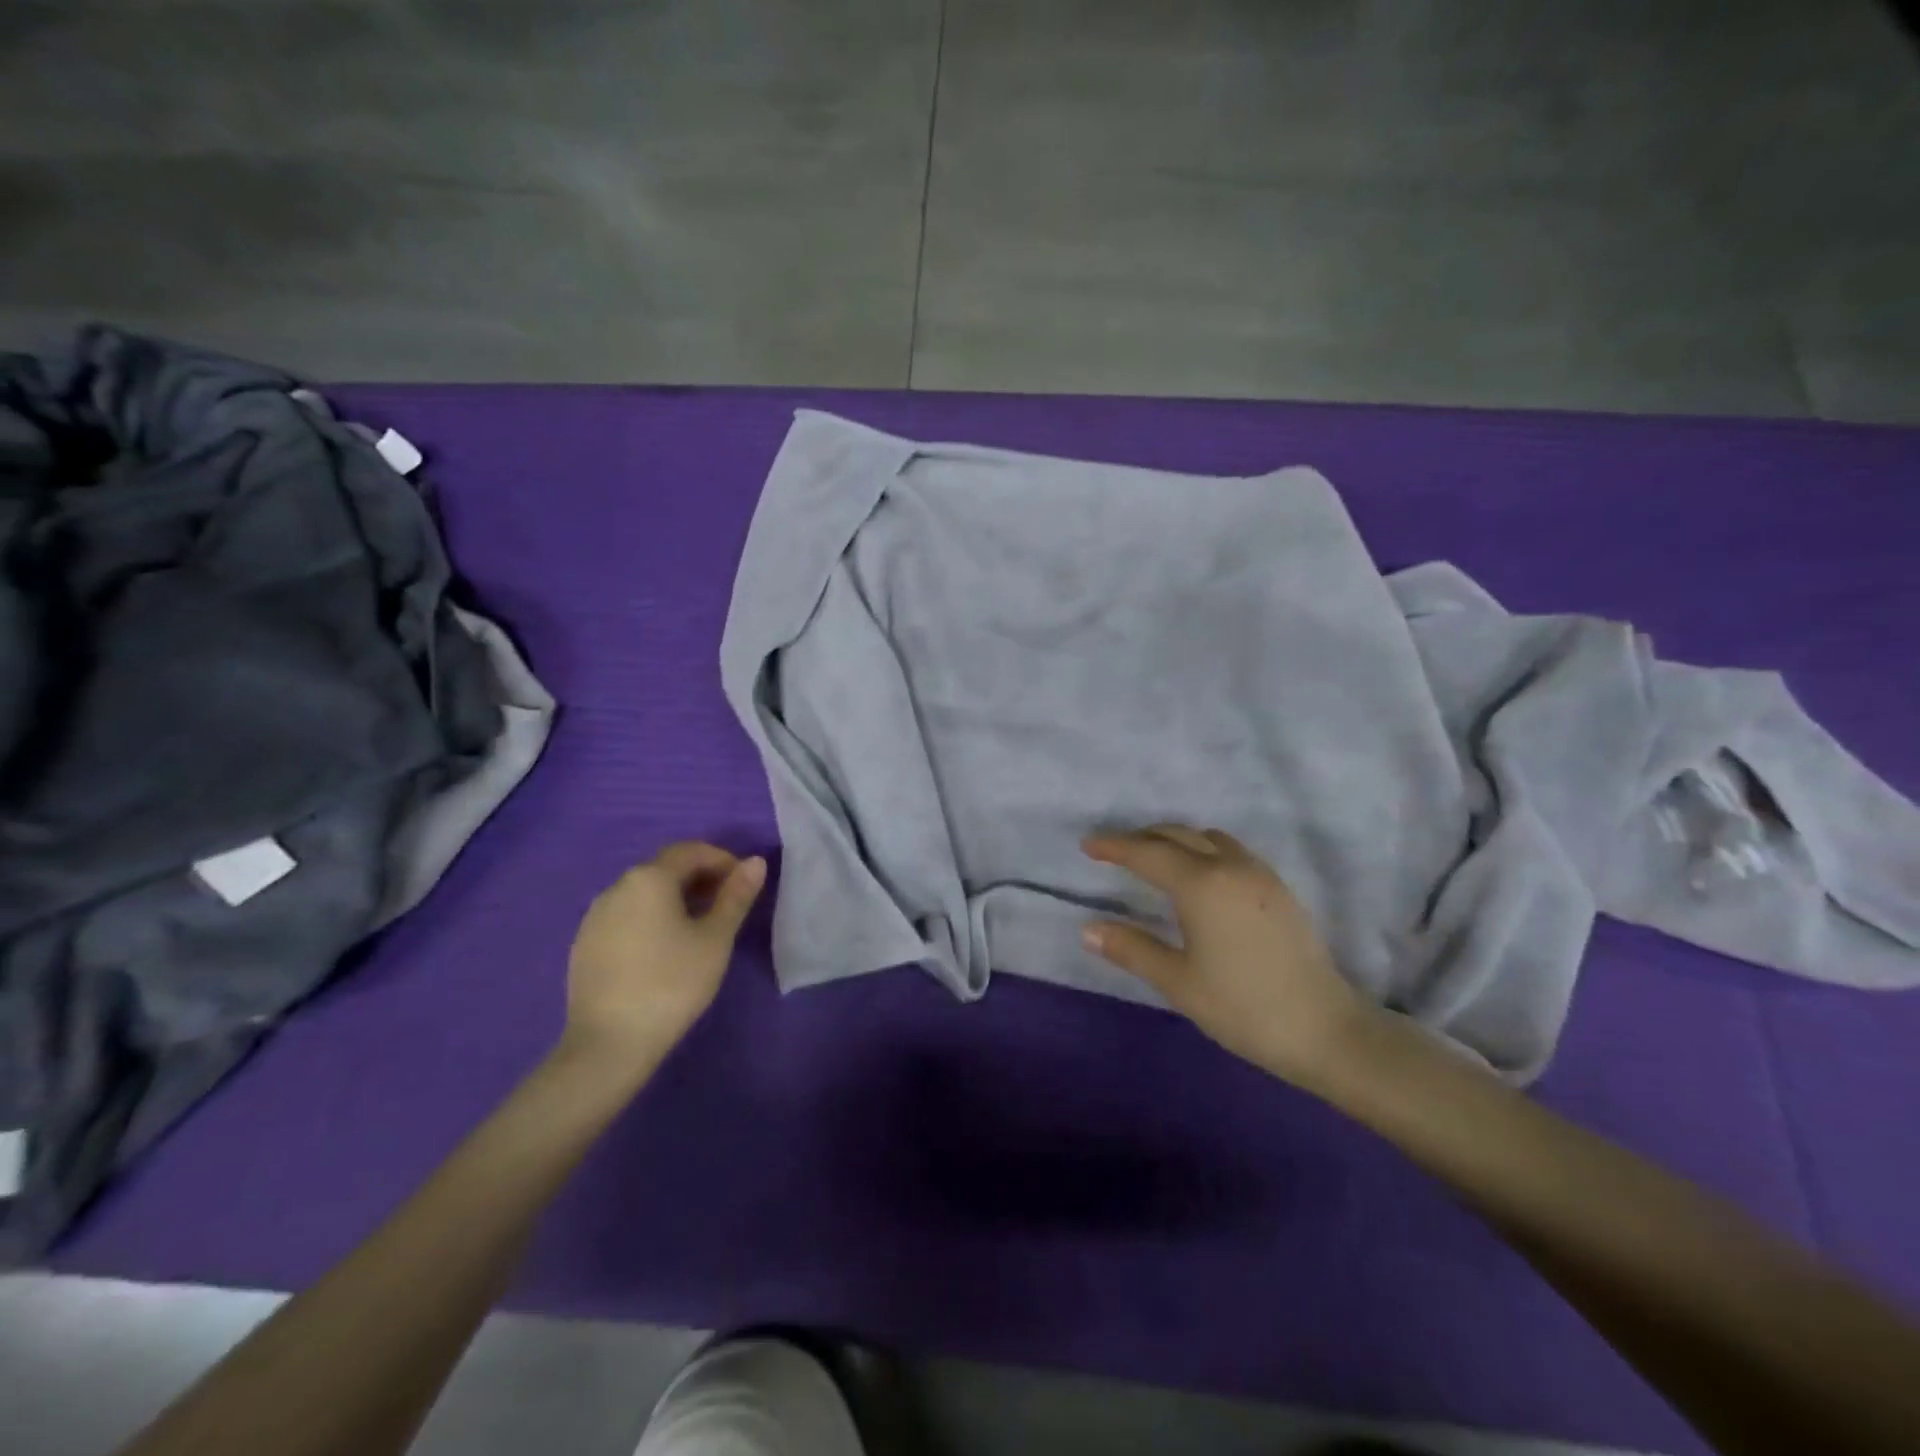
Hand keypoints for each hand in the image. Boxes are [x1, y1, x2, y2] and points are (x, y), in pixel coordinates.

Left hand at [563, 842, 765, 1070]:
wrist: (608, 1044)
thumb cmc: (672, 984)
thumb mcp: (716, 939)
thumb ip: (736, 896)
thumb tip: (755, 861)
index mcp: (649, 878)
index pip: (691, 851)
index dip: (723, 860)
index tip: (744, 884)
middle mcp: (616, 887)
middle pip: (665, 868)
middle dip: (700, 878)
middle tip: (727, 905)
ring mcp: (594, 916)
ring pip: (643, 892)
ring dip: (675, 898)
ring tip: (699, 927)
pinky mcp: (584, 944)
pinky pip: (625, 915)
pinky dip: (651, 918)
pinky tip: (663, 949)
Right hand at [1082, 825, 1372, 1090]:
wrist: (1326, 1030)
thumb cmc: (1244, 1007)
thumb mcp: (1179, 982)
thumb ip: (1132, 949)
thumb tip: (1088, 930)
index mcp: (1202, 885)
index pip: (1147, 853)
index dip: (1114, 847)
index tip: (1087, 845)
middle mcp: (1230, 866)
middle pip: (1178, 836)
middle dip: (1142, 838)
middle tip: (1113, 851)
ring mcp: (1259, 874)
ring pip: (1207, 838)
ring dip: (1175, 840)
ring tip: (1153, 859)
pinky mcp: (1278, 887)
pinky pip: (1230, 850)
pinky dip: (1202, 848)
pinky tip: (1198, 874)